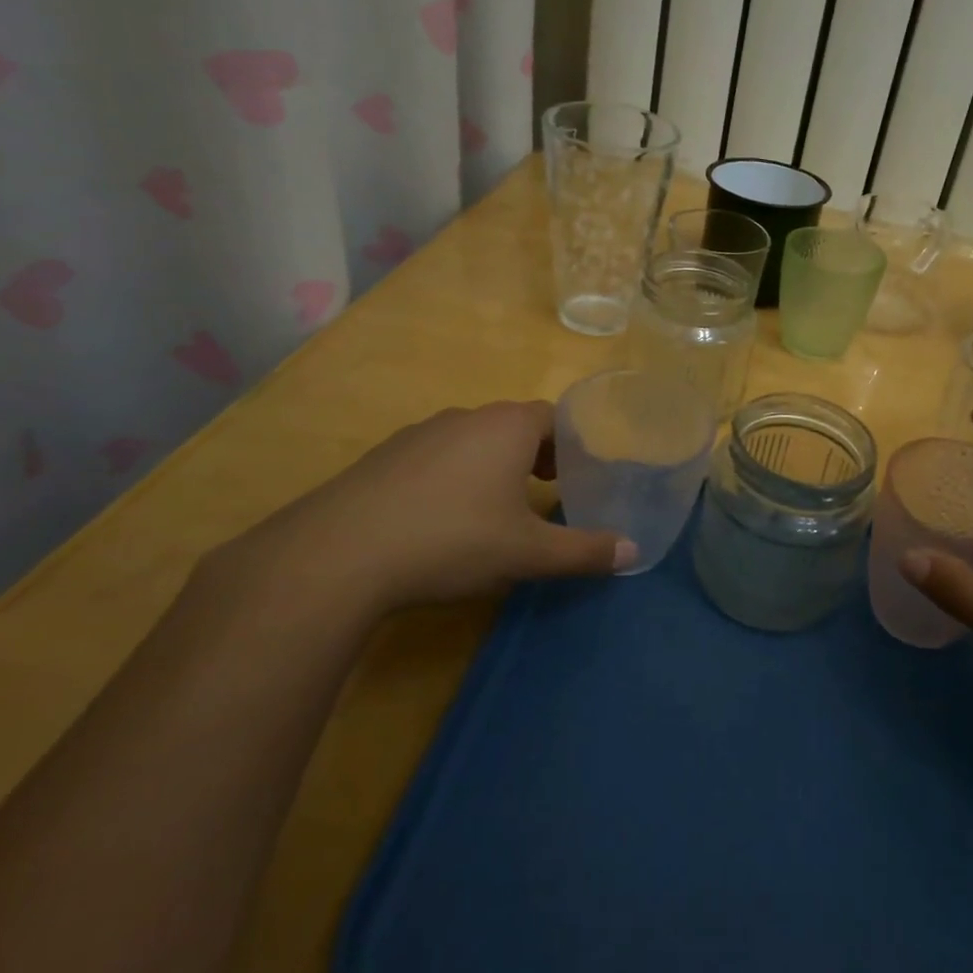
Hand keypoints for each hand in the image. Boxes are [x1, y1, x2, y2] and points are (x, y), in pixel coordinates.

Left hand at [202, 401, 633, 614]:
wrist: (339, 554)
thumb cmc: (452, 540)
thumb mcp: (528, 553)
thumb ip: (584, 551)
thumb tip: (633, 553)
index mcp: (507, 427)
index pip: (553, 417)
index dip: (570, 443)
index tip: (576, 473)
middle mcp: (465, 417)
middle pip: (513, 425)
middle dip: (535, 454)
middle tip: (547, 491)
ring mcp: (418, 434)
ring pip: (471, 439)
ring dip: (492, 464)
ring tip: (496, 507)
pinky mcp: (382, 457)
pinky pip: (434, 456)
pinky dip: (451, 476)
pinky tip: (440, 518)